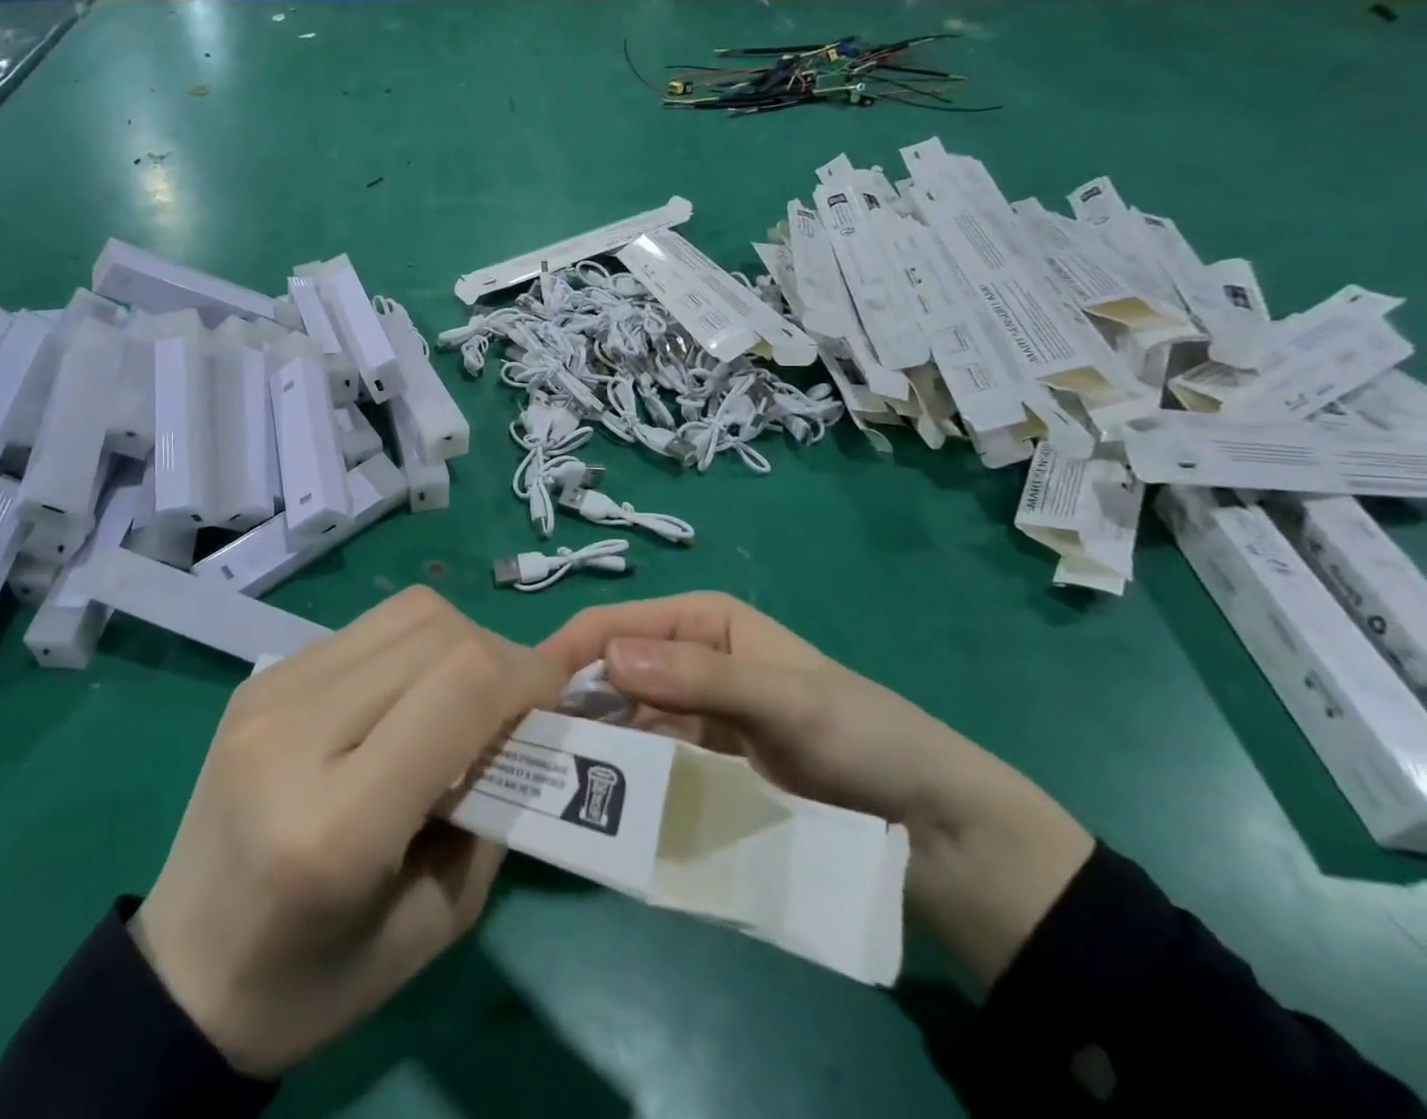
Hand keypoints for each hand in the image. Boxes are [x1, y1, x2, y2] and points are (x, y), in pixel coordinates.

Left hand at [133, 588, 562, 1077]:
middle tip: (519, 701)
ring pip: (402, 615)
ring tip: (468, 692)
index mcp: (338, 822)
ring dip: (457, 641)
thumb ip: (495, 810)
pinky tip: (409, 694)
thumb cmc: (316, 977)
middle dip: (499, 655)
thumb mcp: (436, 920)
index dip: (526, 676)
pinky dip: (411, 648)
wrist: (183, 972)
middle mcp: (295, 733)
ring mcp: (269, 692)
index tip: (556, 698)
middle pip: (435, 634)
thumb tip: (529, 722)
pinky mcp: (260, 677)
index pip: (459, 689)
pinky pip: (364, 631)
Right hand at [539, 594, 1094, 989]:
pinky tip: (590, 803)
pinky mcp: (700, 769)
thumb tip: (608, 657)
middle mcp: (687, 661)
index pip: (615, 624)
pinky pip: (646, 765)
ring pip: (620, 722)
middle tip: (523, 748)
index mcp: (703, 621)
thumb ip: (700, 675)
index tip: (521, 695)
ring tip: (544, 779)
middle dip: (567, 702)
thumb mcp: (787, 698)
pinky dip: (618, 778)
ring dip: (585, 744)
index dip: (568, 652)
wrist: (935, 833)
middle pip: (610, 673)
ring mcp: (691, 719)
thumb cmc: (864, 739)